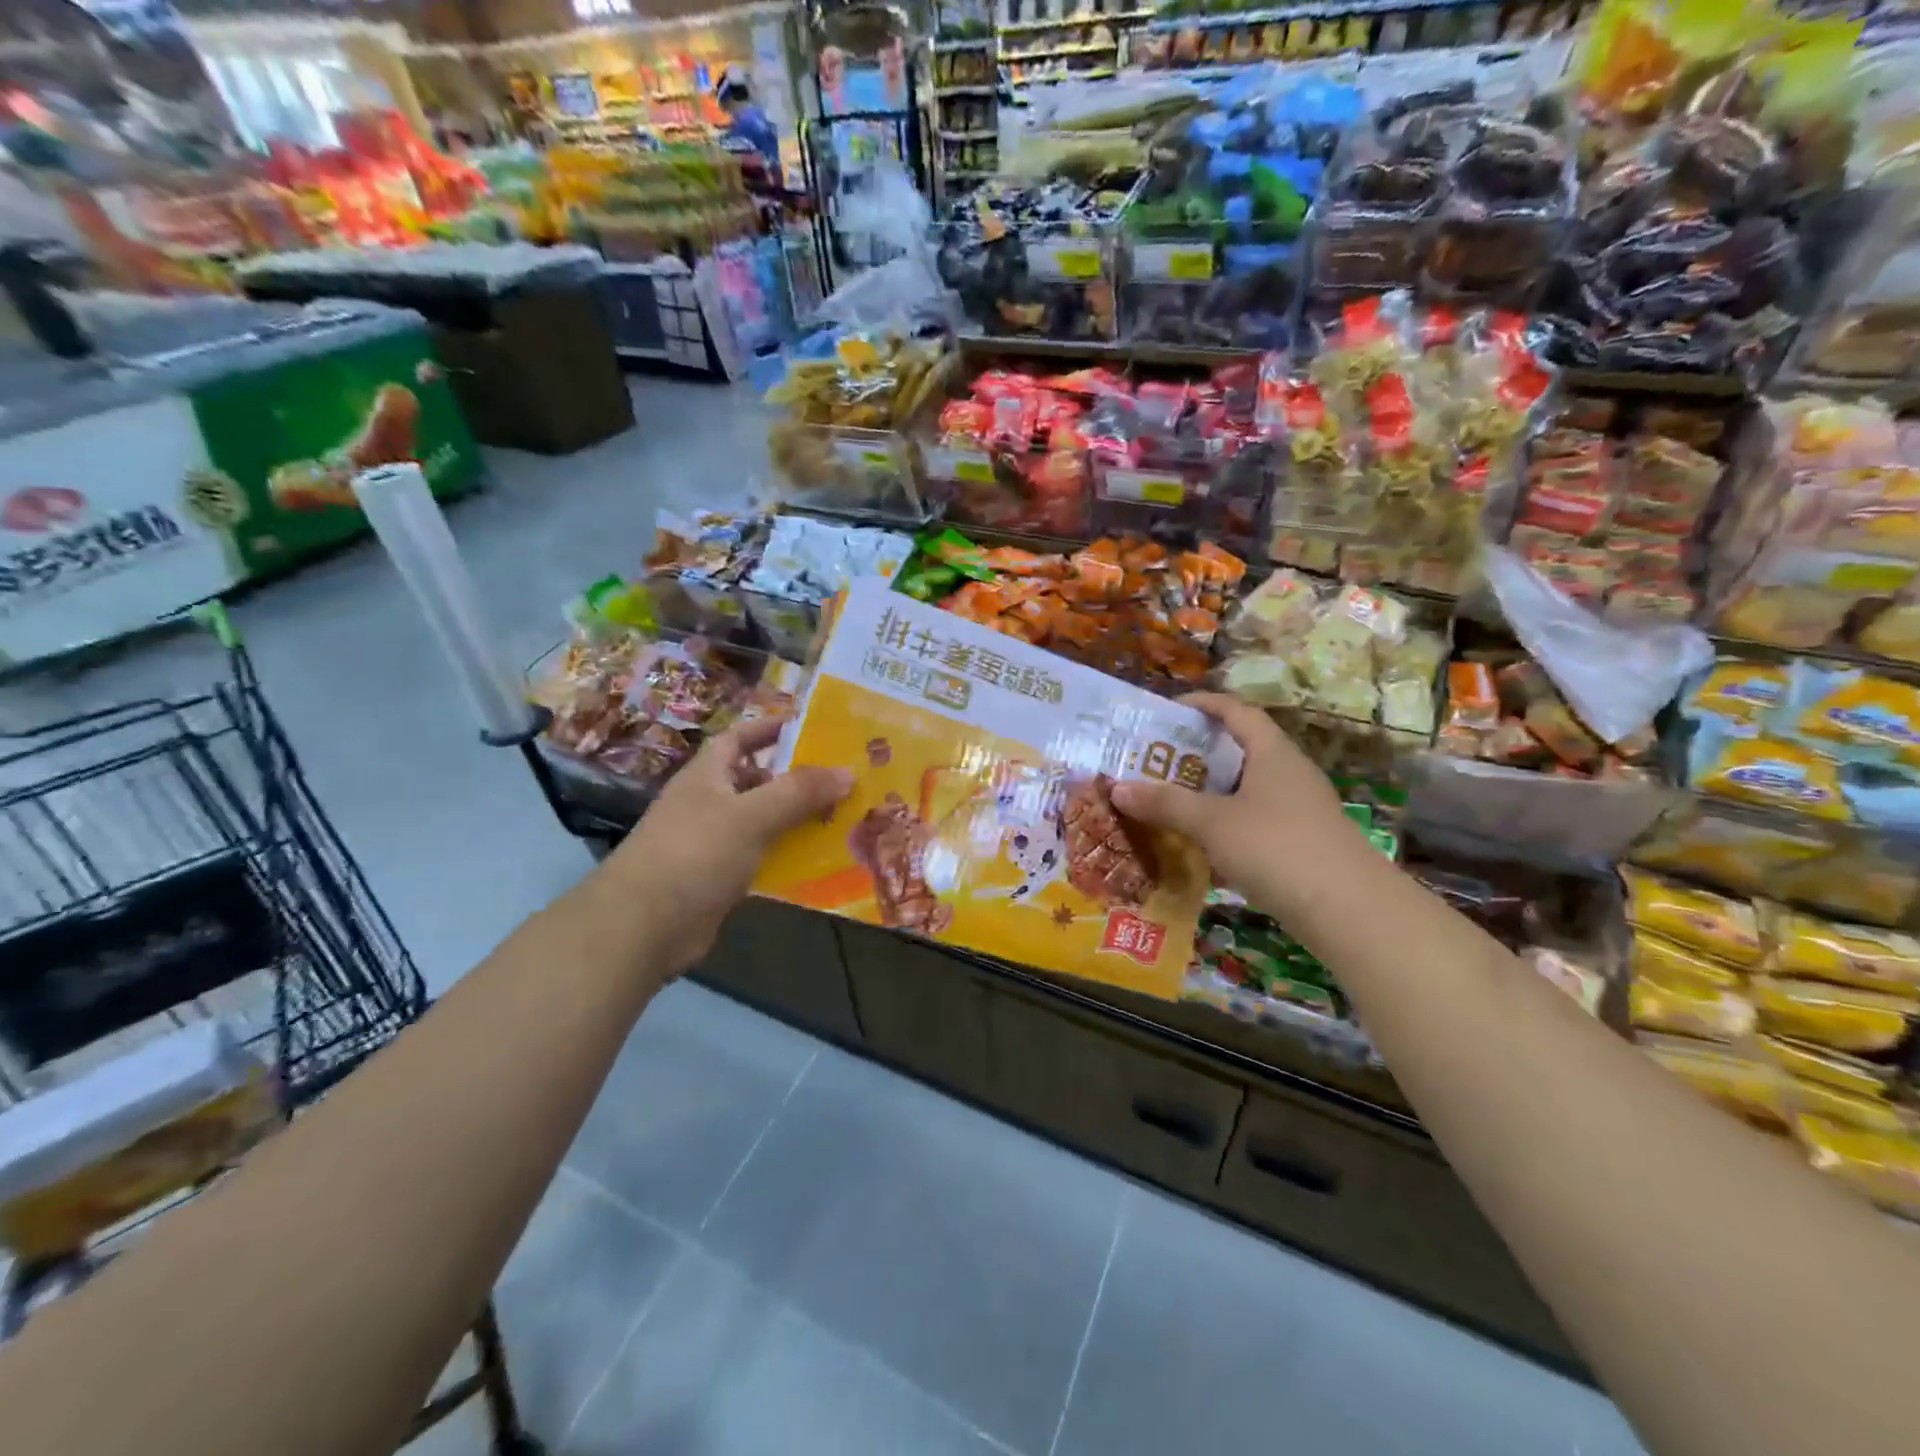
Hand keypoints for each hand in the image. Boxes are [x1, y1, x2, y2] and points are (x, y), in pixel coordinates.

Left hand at [609, 717, 852, 974]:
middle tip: (843, 778)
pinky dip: (788, 856)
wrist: (643, 926)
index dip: (770, 729)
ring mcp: (714, 842)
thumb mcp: (751, 815)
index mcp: (707, 775)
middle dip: (796, 778)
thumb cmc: (694, 853)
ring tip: (844, 817)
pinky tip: (821, 862)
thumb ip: (799, 792)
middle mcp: (709, 803)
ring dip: (798, 820)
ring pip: (764, 821)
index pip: (739, 738)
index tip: (811, 727)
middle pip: (757, 781)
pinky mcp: (721, 878)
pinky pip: (762, 857)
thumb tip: (848, 772)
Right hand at [1110, 692, 1363, 917]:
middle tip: (1158, 761)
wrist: (1349, 910)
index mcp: (1273, 753)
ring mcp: (1300, 810)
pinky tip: (1202, 846)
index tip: (1171, 709)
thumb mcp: (1212, 823)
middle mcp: (1290, 774)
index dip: (1205, 704)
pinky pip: (1256, 821)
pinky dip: (1227, 825)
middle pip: (1241, 750)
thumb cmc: (1277, 847)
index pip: (1238, 712)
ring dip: (1211, 793)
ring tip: (1172, 801)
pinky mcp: (1302, 843)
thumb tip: (1117, 788)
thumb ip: (1166, 803)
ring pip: (1247, 790)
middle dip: (1199, 754)